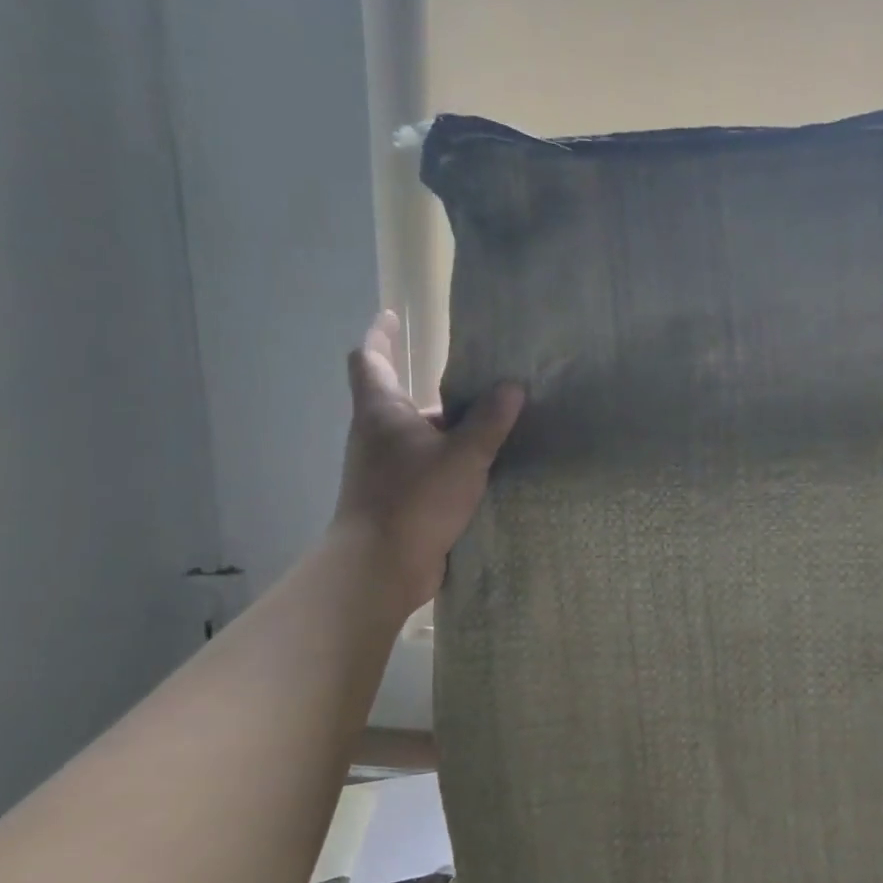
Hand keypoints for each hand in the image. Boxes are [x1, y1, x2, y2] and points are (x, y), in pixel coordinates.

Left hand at [333, 311, 523, 613]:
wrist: (380, 567)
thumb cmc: (414, 500)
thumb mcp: (463, 456)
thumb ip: (489, 421)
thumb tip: (512, 387)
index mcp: (382, 412)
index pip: (370, 358)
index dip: (381, 334)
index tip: (394, 315)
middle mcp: (377, 436)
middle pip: (405, 400)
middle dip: (441, 393)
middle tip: (485, 386)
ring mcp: (385, 470)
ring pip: (422, 438)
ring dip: (453, 432)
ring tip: (499, 429)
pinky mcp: (398, 499)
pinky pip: (430, 468)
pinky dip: (454, 463)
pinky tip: (488, 471)